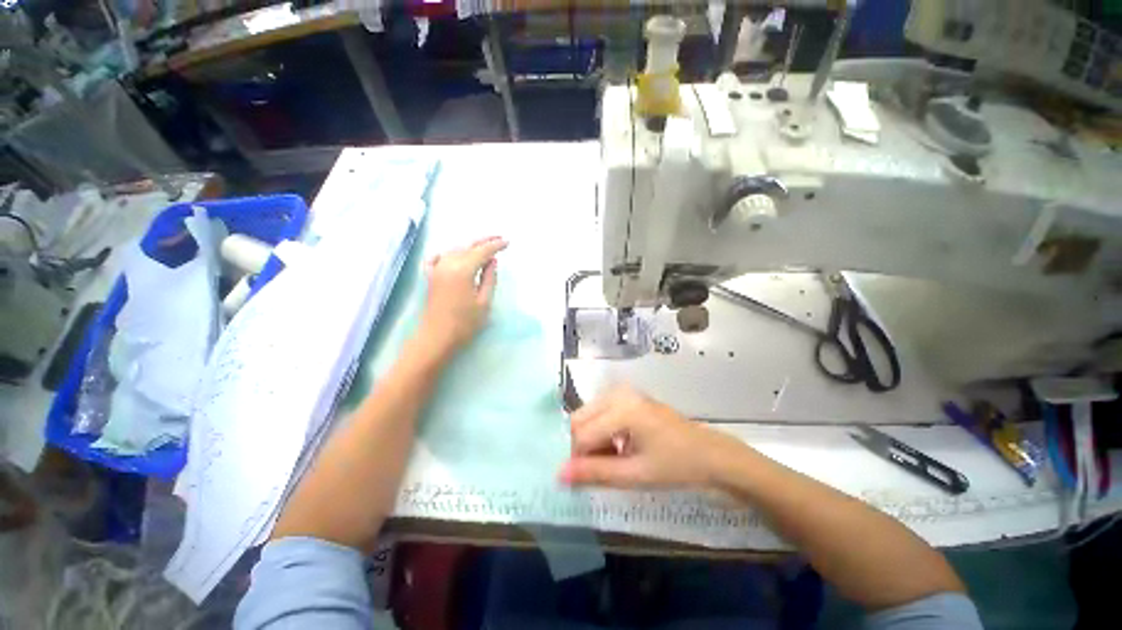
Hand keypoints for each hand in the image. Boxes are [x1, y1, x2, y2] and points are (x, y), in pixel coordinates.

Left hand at [417, 237, 507, 355]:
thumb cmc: (464, 323)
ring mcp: (436, 269)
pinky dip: (447, 253)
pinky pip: (437, 258)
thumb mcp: (484, 302)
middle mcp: (448, 264)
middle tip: (499, 238)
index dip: (496, 246)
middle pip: (468, 246)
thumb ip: (489, 278)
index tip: (507, 242)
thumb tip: (492, 261)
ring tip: (483, 246)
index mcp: (463, 270)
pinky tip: (452, 254)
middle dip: (484, 241)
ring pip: (454, 250)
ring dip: (469, 246)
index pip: (482, 251)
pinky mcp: (430, 277)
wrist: (436, 337)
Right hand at [559, 386, 747, 489]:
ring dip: (592, 439)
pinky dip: (601, 431)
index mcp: (622, 408)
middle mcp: (618, 392)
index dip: (578, 458)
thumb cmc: (676, 466)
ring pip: (588, 415)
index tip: (585, 479)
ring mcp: (623, 391)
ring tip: (612, 459)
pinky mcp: (628, 395)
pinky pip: (600, 412)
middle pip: (580, 418)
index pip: (581, 433)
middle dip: (582, 446)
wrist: (710, 455)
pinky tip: (618, 447)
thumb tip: (559, 475)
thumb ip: (595, 473)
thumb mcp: (634, 474)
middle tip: (601, 468)